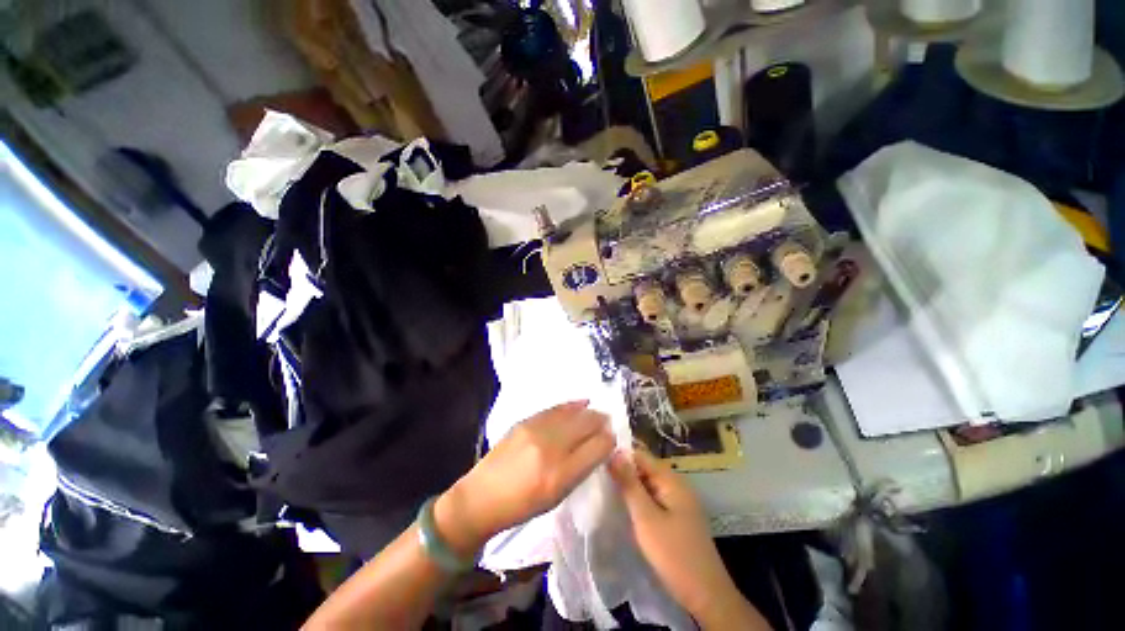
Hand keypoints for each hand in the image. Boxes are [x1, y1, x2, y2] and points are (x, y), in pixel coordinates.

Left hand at [435, 401, 613, 556]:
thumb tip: (600, 446)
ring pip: (572, 414)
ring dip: (588, 412)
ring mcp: (536, 431)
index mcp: (561, 475)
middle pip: (586, 425)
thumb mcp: (557, 495)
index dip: (609, 440)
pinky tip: (581, 403)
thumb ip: (581, 469)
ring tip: (597, 413)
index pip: (597, 448)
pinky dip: (571, 405)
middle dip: (601, 422)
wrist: (482, 496)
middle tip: (607, 423)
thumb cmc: (522, 505)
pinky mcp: (526, 421)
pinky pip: (556, 408)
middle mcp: (551, 448)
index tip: (613, 439)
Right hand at [610, 449, 767, 628]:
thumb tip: (614, 452)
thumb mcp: (645, 517)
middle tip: (599, 479)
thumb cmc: (673, 553)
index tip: (598, 462)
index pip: (641, 455)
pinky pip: (655, 498)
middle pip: (645, 468)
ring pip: (649, 484)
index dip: (620, 456)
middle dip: (624, 472)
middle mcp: (676, 484)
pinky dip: (640, 500)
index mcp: (671, 480)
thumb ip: (629, 483)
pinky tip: (626, 508)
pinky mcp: (678, 516)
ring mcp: (679, 501)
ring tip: (607, 491)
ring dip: (631, 487)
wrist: (706, 595)